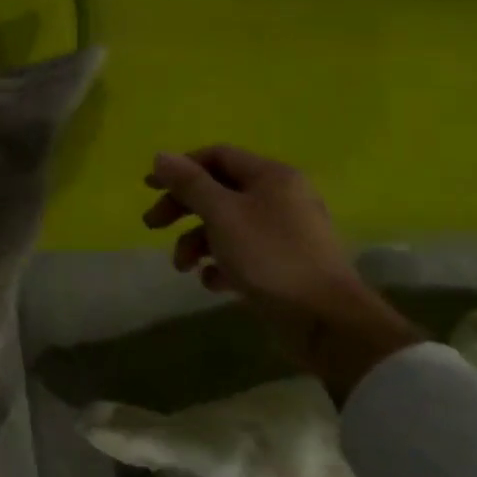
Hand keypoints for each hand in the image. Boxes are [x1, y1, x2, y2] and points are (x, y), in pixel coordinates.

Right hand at [143, 146, 420, 400]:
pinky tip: (212, 282)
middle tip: (152, 225)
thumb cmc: (270, 256)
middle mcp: (280, 197)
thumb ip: (189, 183)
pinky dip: (221, 264)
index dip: (181, 167)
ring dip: (197, 242)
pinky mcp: (284, 265)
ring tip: (182, 267)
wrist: (326, 320)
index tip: (149, 186)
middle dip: (182, 208)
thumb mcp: (222, 214)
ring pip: (227, 225)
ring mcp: (284, 233)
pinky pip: (243, 253)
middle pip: (219, 191)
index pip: (217, 156)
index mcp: (271, 176)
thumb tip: (161, 155)